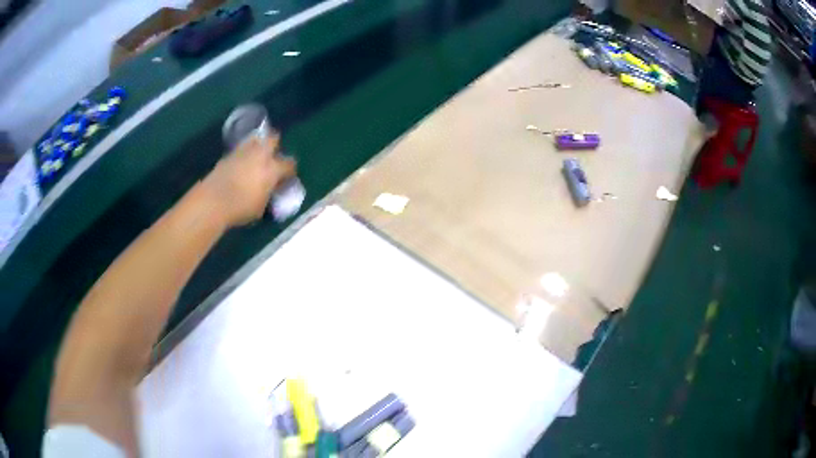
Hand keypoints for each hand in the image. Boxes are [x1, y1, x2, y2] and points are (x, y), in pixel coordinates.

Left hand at [201, 134, 296, 226]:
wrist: (213, 201)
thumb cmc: (241, 208)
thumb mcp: (261, 207)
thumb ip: (268, 195)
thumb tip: (269, 191)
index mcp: (273, 169)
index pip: (289, 164)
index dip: (290, 171)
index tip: (287, 178)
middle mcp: (260, 155)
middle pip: (273, 139)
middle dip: (274, 145)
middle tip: (272, 157)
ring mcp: (243, 152)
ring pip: (255, 139)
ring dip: (258, 145)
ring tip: (255, 157)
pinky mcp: (228, 155)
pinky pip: (240, 149)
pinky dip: (243, 154)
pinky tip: (240, 164)